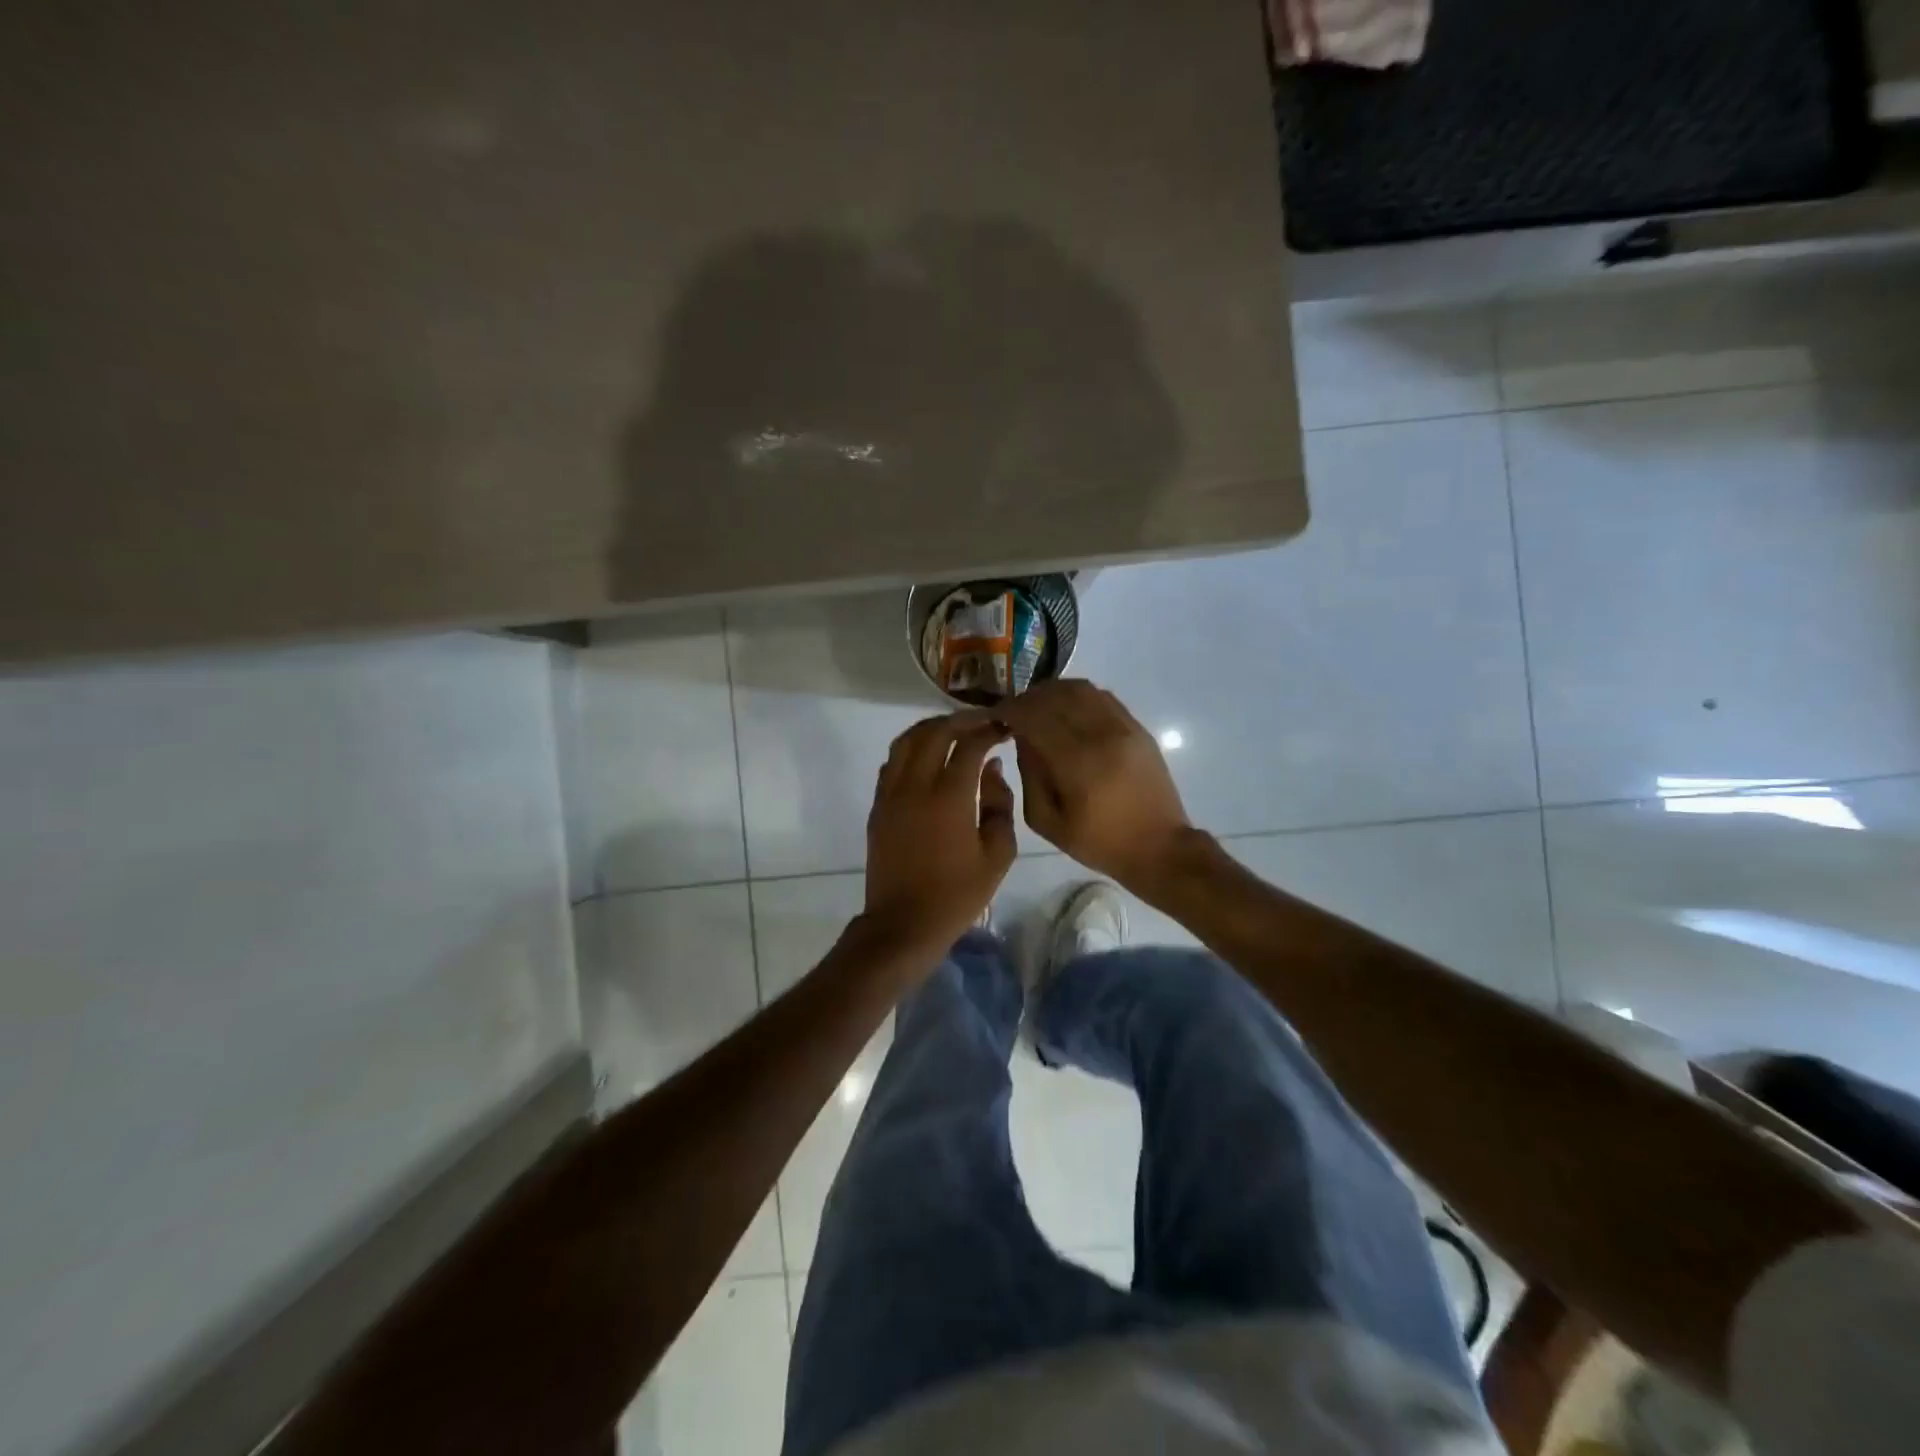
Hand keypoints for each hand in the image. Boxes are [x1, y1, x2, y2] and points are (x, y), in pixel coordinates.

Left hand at [861, 713, 1016, 957]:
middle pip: (935, 732)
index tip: (1005, 727)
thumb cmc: (957, 894)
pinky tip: (927, 756)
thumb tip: (992, 770)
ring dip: (932, 728)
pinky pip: (892, 762)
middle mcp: (916, 786)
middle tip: (983, 722)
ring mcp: (891, 794)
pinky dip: (911, 748)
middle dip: (961, 720)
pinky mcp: (878, 806)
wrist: (904, 923)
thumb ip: (1000, 805)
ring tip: (954, 729)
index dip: (989, 730)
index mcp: (949, 797)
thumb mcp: (998, 854)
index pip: (970, 745)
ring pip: (906, 741)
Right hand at [997, 680, 1193, 890]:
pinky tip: (1068, 711)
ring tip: (1039, 708)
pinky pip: (1102, 697)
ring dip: (1053, 692)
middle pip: (1056, 695)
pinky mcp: (1138, 728)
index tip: (996, 715)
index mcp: (1076, 762)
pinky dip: (1078, 696)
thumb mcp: (1048, 822)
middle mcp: (1101, 734)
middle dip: (1028, 698)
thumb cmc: (1099, 842)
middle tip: (1014, 711)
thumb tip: (1021, 738)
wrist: (1159, 847)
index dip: (1010, 709)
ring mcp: (1124, 727)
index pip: (1034, 716)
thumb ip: (1030, 776)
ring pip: (1081, 689)